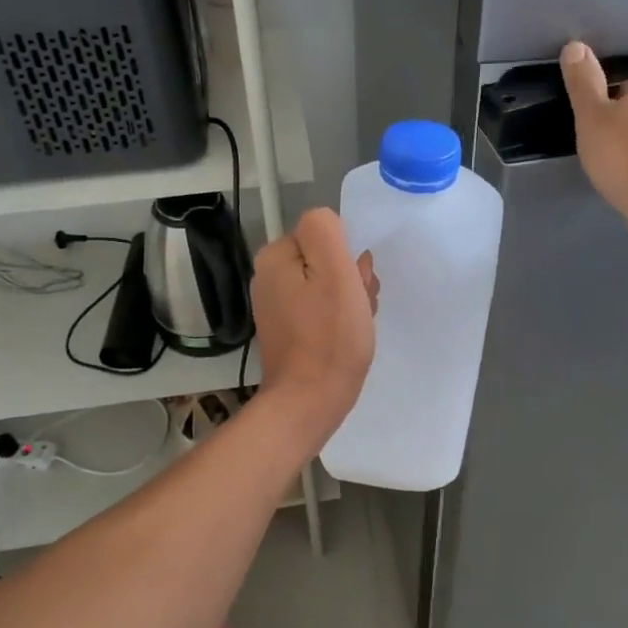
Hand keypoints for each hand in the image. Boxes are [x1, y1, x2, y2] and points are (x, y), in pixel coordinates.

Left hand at [250, 209, 378, 445]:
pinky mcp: (287, 330)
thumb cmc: (329, 337)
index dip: (349, 257)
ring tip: (355, 326)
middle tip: (359, 308)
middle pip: (325, 259)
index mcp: (275, 256)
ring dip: (349, 299)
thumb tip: (327, 225)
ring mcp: (276, 305)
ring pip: (326, 284)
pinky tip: (346, 337)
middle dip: (350, 279)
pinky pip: (320, 309)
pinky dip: (337, 319)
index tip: (357, 285)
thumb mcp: (336, 273)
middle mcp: (269, 276)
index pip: (325, 233)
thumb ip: (328, 233)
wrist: (308, 402)